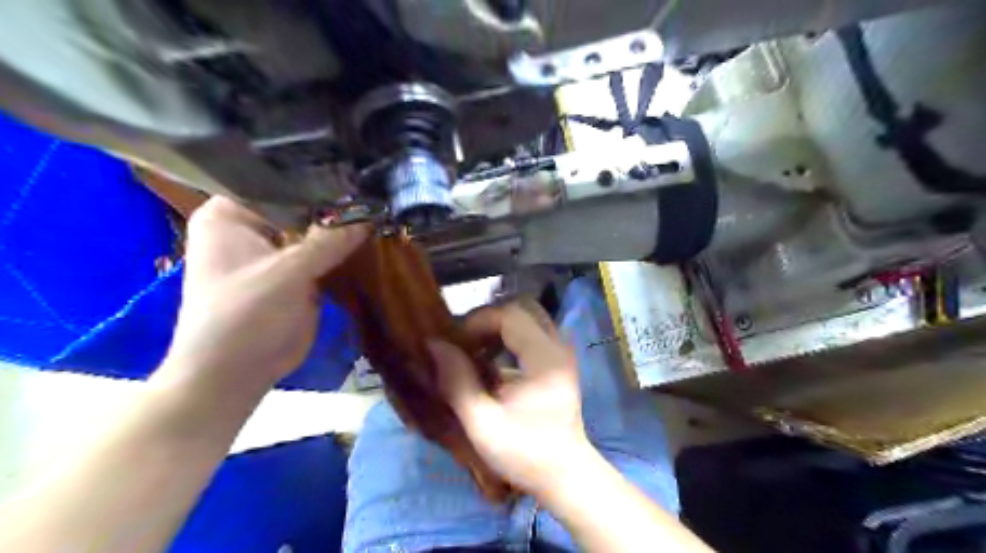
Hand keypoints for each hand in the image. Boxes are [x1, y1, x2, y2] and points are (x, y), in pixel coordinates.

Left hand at [161, 196, 367, 389]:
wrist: (235, 373)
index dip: (317, 178)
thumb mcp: (287, 274)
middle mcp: (252, 226)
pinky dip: (344, 249)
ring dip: (343, 227)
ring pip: (315, 230)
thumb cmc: (244, 316)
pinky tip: (373, 236)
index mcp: (230, 214)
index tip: (357, 172)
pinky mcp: (295, 272)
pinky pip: (323, 253)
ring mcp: (275, 250)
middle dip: (336, 203)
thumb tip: (370, 214)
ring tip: (381, 208)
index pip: (278, 181)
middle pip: (300, 206)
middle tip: (377, 190)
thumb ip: (329, 241)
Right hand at [425, 302, 592, 495]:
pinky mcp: (560, 360)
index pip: (510, 315)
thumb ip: (457, 382)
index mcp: (544, 358)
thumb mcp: (483, 424)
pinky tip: (492, 360)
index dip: (477, 321)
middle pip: (522, 308)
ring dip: (499, 326)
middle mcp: (558, 346)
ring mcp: (562, 351)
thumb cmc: (525, 453)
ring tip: (475, 349)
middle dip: (488, 319)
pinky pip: (533, 331)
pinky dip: (510, 336)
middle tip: (465, 341)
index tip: (455, 343)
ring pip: (529, 317)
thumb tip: (435, 345)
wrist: (565, 474)